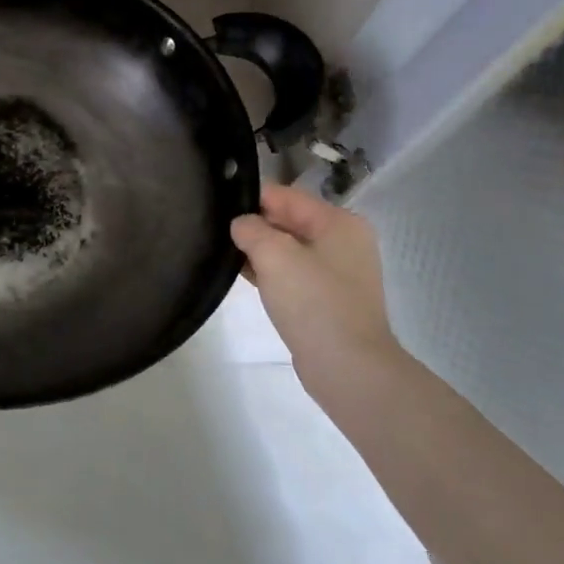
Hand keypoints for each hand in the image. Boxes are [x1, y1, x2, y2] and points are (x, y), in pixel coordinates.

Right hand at [231, 185, 401, 404]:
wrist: (348, 367)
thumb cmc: (313, 302)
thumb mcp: (274, 254)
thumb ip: (251, 229)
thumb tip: (241, 225)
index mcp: (338, 222)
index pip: (284, 195)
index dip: (249, 200)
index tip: (217, 211)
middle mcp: (342, 241)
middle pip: (286, 220)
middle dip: (254, 226)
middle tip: (216, 234)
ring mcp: (337, 272)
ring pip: (286, 249)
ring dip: (259, 252)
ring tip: (224, 256)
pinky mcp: (326, 299)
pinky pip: (291, 274)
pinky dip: (269, 273)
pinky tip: (243, 277)